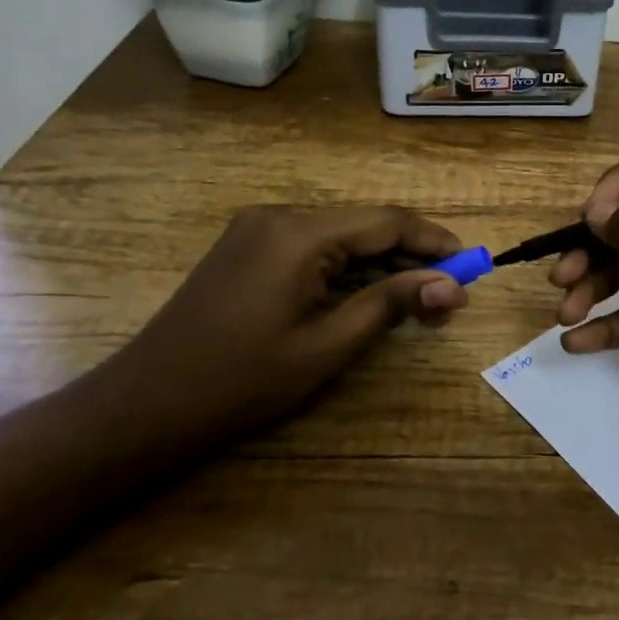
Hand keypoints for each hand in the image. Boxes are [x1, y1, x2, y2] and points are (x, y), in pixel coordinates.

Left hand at [108, 205, 467, 433]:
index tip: (471, 264)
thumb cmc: (242, 381)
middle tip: (448, 290)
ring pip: (341, 233)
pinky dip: (347, 263)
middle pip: (365, 223)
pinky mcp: (248, 245)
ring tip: (418, 294)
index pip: (386, 221)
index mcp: (300, 233)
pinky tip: (369, 290)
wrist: (147, 404)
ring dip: (381, 259)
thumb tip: (453, 286)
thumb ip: (391, 304)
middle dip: (411, 253)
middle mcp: (280, 215)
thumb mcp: (327, 345)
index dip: (434, 241)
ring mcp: (259, 228)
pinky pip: (314, 243)